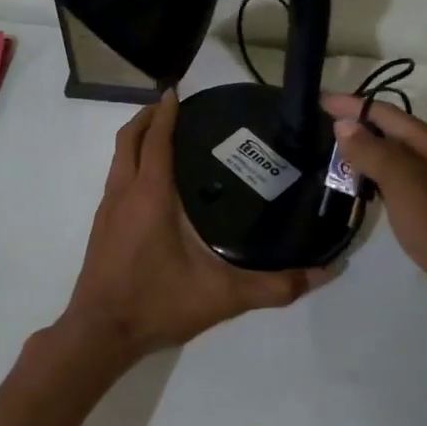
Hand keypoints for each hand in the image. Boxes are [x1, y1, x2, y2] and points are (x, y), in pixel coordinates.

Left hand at [60, 92, 335, 362]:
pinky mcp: (101, 228)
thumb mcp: (223, 297)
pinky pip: (115, 179)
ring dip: (137, 140)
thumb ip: (276, 286)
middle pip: (129, 139)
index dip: (167, 112)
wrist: (99, 334)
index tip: (180, 91)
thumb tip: (326, 272)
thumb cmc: (157, 304)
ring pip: (118, 159)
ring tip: (167, 137)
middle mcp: (124, 193)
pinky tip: (153, 185)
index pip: (156, 139)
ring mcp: (107, 210)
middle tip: (176, 107)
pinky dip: (131, 164)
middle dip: (149, 117)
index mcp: (150, 195)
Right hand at [322, 93, 426, 303]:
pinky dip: (384, 179)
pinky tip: (371, 191)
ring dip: (371, 154)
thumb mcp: (405, 184)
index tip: (320, 100)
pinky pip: (408, 182)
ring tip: (340, 158)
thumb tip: (344, 124)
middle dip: (362, 127)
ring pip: (402, 159)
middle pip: (397, 133)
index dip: (353, 106)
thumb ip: (373, 152)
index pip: (388, 114)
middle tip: (325, 129)